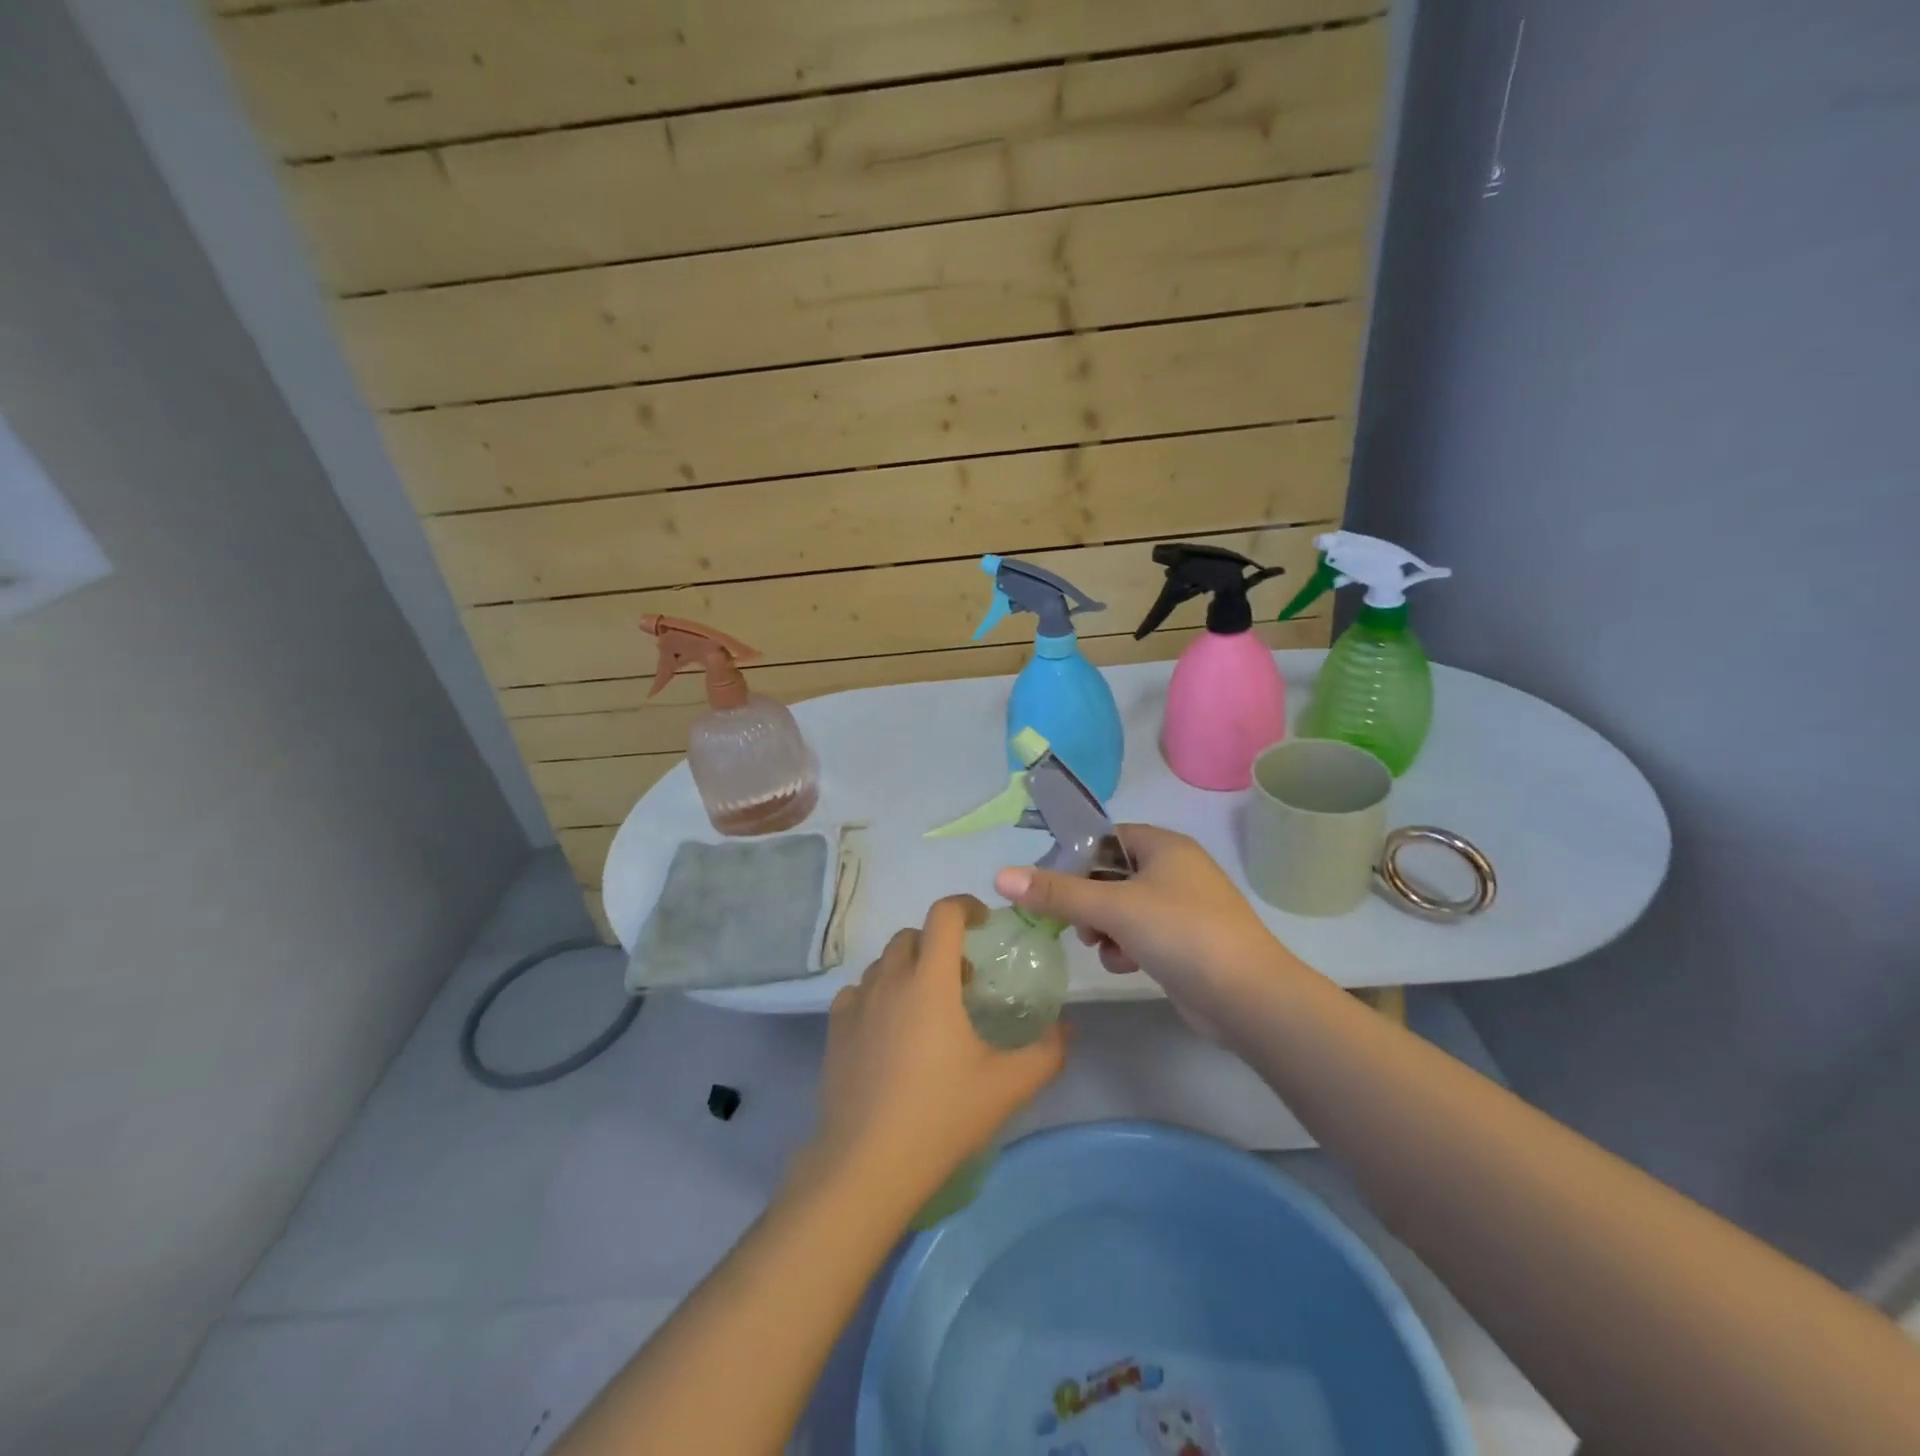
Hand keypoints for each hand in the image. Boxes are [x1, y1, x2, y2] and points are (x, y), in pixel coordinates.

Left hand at [799, 896, 1066, 1206]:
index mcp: (931, 981)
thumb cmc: (942, 1115)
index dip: (966, 906)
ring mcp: (857, 1004)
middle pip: (912, 935)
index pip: (944, 915)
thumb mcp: (1008, 1086)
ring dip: (908, 968)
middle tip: (961, 978)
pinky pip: (857, 992)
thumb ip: (1047, 1052)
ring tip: (927, 1006)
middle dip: (938, 943)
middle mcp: (890, 980)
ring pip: (883, 963)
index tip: (983, 924)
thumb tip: (1067, 1028)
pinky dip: (877, 994)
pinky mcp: (835, 1030)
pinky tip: (889, 1029)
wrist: (868, 1164)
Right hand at [993, 825, 1303, 1033]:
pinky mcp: (1184, 941)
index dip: (1073, 858)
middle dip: (1087, 900)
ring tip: (1103, 946)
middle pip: (1109, 875)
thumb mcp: (1113, 907)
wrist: (1248, 997)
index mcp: (1163, 845)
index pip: (1104, 838)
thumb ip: (1056, 892)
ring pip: (1121, 907)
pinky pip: (1140, 933)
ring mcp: (1181, 907)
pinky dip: (1126, 947)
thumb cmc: (1181, 933)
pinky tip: (1126, 965)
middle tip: (1075, 921)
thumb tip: (1000, 876)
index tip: (1048, 885)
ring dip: (1104, 927)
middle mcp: (1173, 869)